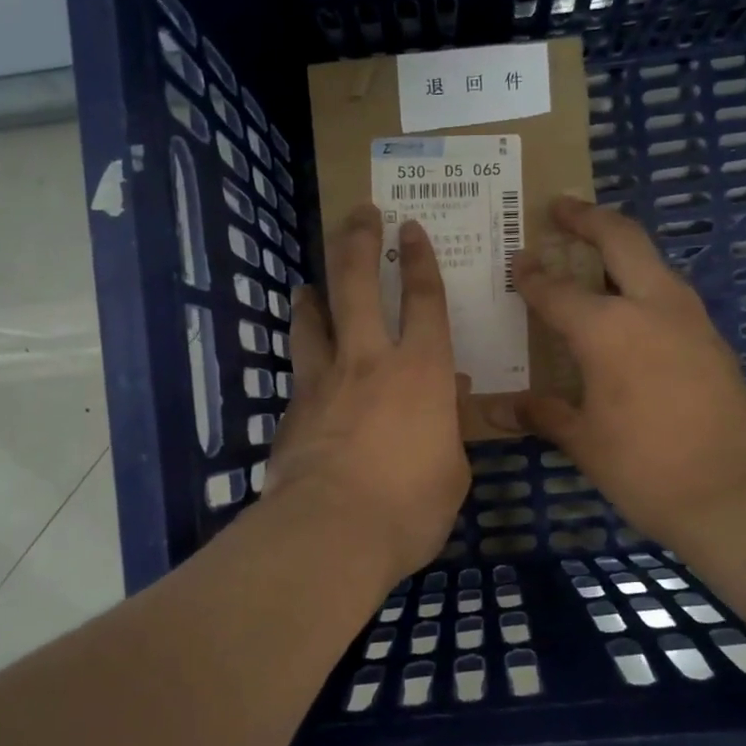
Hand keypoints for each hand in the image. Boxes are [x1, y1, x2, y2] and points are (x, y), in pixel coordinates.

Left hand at [264, 203, 469, 583]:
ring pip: (313, 320)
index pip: (425, 300)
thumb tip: (442, 410)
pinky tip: (302, 370)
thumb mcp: (452, 473)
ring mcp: (323, 382)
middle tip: (359, 213)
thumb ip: (446, 434)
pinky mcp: (292, 410)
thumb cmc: (409, 506)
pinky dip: (302, 360)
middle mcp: (369, 361)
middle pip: (358, 285)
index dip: (420, 260)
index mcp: (422, 371)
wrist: (331, 532)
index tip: (410, 228)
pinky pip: (297, 372)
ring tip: (308, 283)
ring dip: (312, 295)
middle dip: (359, 242)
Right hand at [495, 196, 745, 547]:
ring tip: (594, 253)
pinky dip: (643, 283)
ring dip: (622, 247)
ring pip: (653, 262)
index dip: (532, 276)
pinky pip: (670, 293)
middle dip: (588, 218)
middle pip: (621, 239)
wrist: (740, 493)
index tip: (516, 262)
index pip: (557, 291)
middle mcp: (651, 307)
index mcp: (608, 329)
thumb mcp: (585, 443)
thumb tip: (497, 409)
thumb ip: (543, 415)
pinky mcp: (713, 340)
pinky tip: (630, 309)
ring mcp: (691, 319)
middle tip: (561, 207)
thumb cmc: (646, 467)